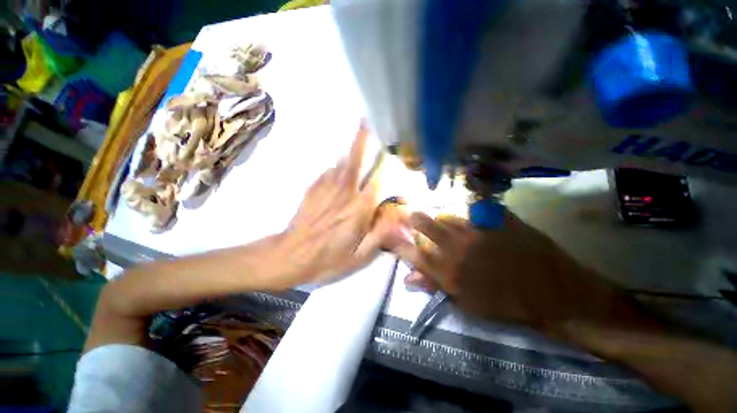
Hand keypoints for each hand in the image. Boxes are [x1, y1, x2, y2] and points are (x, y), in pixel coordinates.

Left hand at [277, 124, 398, 286]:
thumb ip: (380, 233)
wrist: (289, 256)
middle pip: (356, 161)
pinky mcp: (312, 189)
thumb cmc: (327, 260)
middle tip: (368, 121)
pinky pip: (329, 170)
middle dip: (363, 140)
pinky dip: (337, 162)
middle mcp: (344, 193)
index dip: (386, 164)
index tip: (392, 150)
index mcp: (358, 209)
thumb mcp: (359, 257)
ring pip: (341, 161)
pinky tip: (342, 161)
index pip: (377, 179)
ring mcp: (325, 188)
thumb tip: (398, 213)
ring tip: (360, 131)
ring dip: (351, 147)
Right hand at [393, 210, 621, 332]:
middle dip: (415, 220)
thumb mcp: (466, 303)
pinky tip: (472, 216)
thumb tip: (407, 279)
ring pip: (447, 216)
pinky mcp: (497, 220)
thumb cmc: (506, 304)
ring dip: (442, 219)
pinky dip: (469, 212)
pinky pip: (475, 209)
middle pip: (425, 225)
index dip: (400, 244)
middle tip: (413, 216)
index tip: (394, 238)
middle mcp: (457, 247)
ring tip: (446, 222)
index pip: (413, 253)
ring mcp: (477, 230)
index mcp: (448, 271)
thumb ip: (435, 286)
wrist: (554, 294)